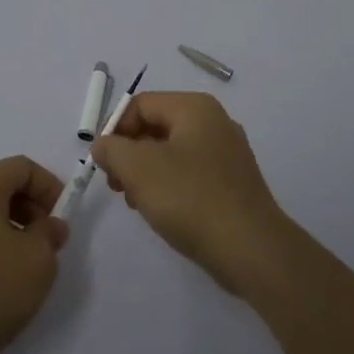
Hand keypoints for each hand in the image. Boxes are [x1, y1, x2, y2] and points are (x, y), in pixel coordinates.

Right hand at [92, 92, 290, 295]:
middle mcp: (214, 121)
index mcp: (194, 107)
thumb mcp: (138, 168)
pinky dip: (170, 185)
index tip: (103, 164)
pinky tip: (163, 211)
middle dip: (129, 153)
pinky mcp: (233, 182)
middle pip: (156, 126)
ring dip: (147, 172)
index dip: (114, 130)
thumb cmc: (190, 198)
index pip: (140, 105)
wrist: (251, 249)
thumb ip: (111, 149)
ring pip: (172, 152)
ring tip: (137, 203)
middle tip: (116, 185)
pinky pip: (191, 172)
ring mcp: (228, 152)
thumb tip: (104, 145)